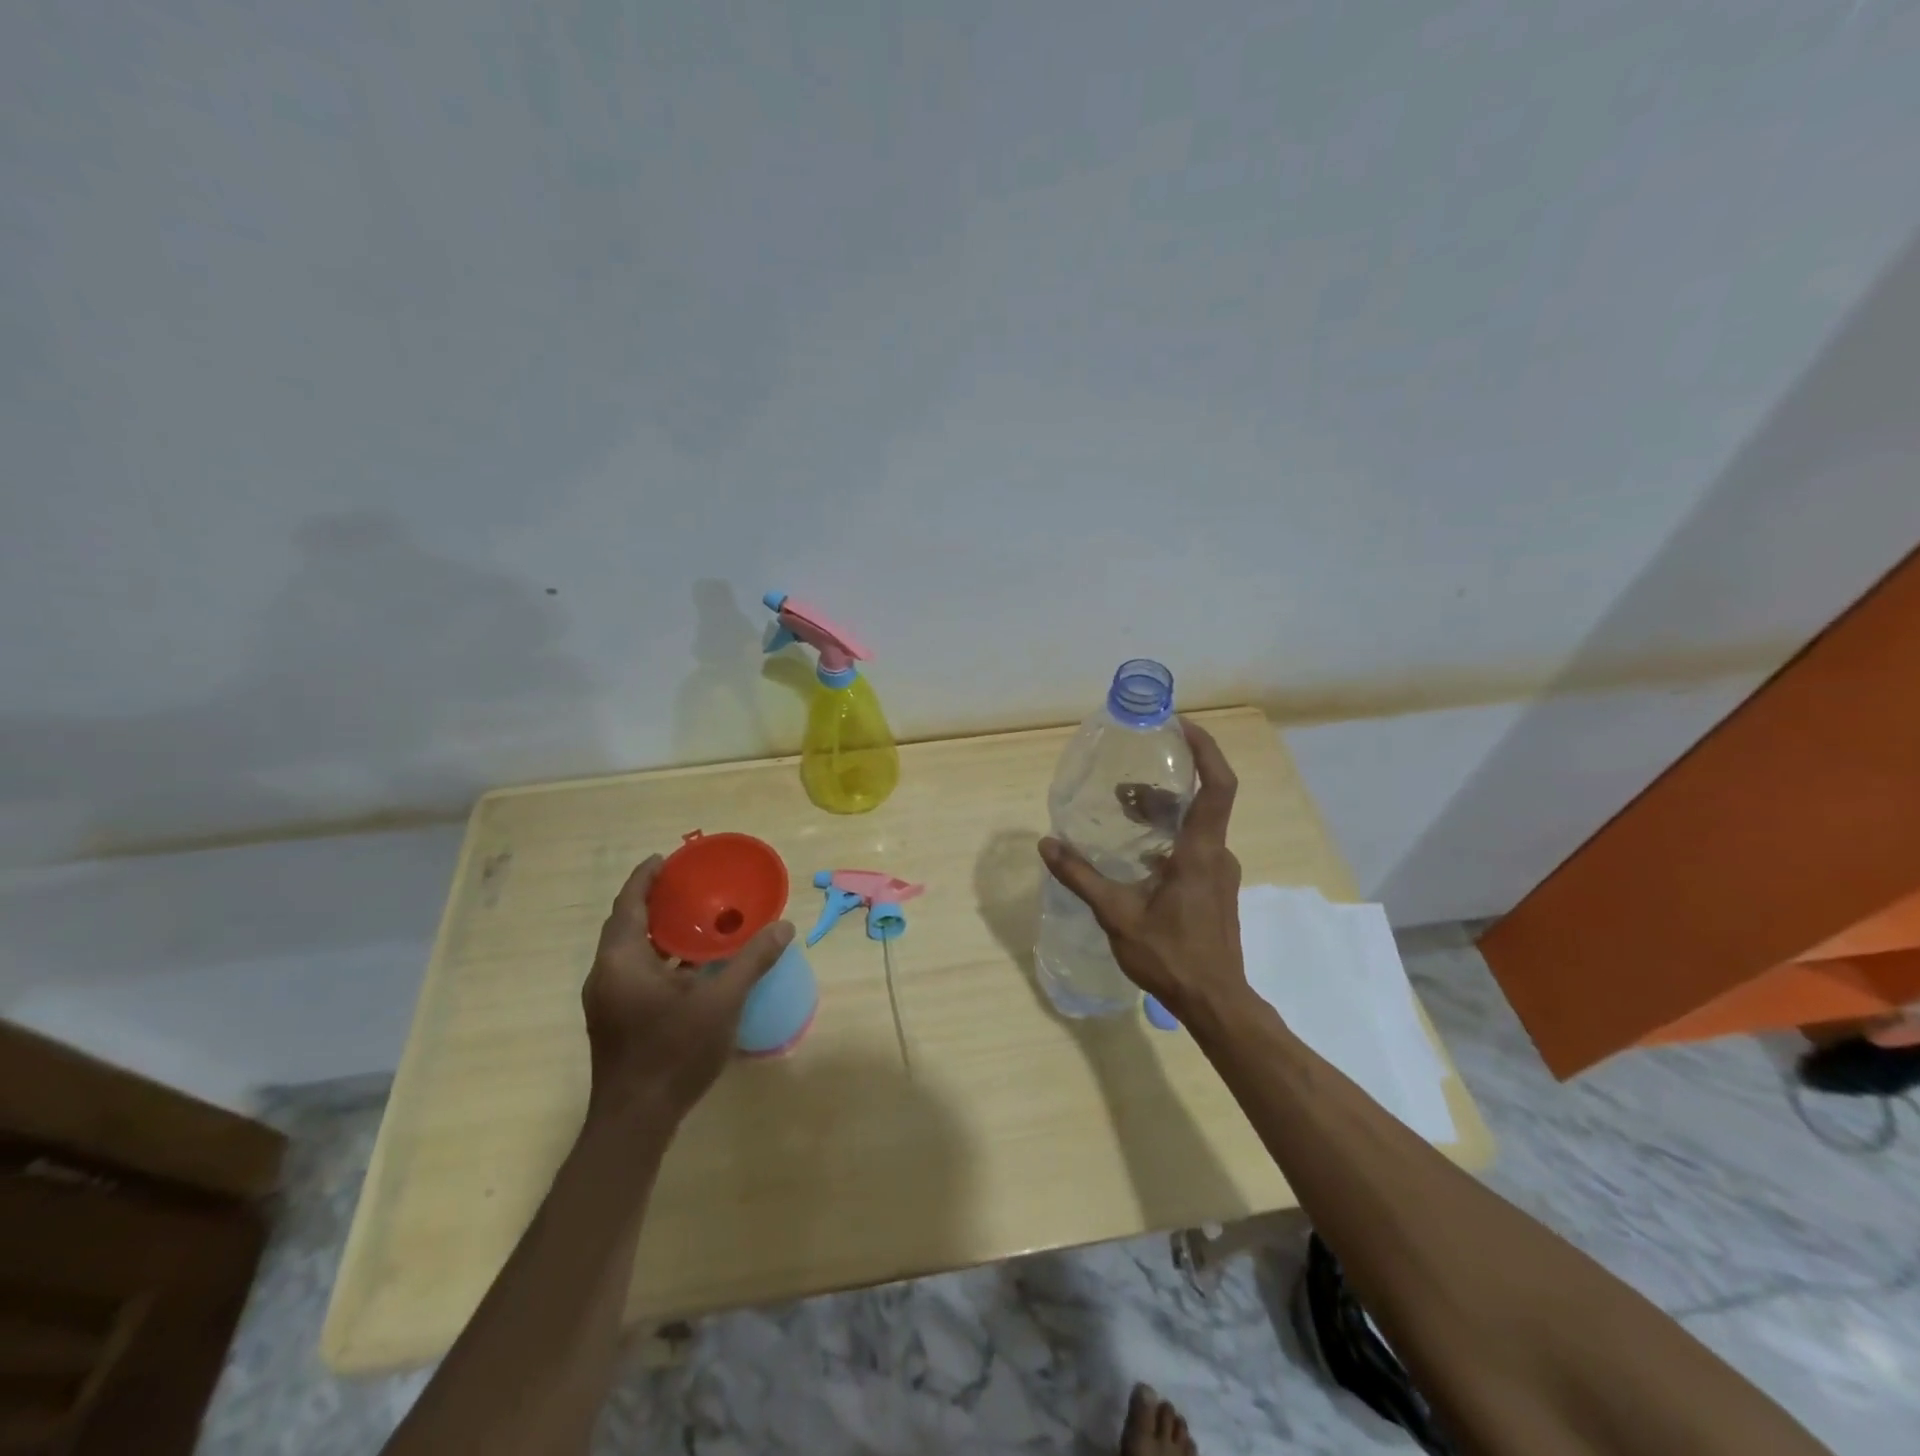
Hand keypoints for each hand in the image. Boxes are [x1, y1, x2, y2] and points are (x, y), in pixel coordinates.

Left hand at [581, 856, 794, 1125]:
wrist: (636, 1121)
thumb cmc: (673, 1052)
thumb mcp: (721, 1002)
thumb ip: (752, 961)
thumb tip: (784, 927)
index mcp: (621, 961)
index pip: (628, 905)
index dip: (645, 878)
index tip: (667, 858)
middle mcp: (606, 975)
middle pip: (627, 925)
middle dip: (655, 902)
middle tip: (689, 885)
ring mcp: (608, 1000)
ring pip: (631, 951)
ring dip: (659, 932)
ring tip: (695, 918)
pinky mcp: (616, 1020)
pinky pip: (636, 972)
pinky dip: (660, 958)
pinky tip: (692, 965)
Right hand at [1039, 718, 1245, 1022]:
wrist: (1215, 1002)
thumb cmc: (1170, 956)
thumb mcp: (1117, 915)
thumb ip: (1081, 877)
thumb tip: (1047, 844)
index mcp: (1200, 852)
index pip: (1217, 786)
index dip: (1206, 750)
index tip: (1183, 726)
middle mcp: (1216, 854)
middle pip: (1200, 802)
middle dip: (1166, 782)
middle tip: (1127, 778)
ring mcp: (1219, 873)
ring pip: (1195, 826)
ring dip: (1163, 812)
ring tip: (1123, 810)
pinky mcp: (1214, 889)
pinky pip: (1194, 847)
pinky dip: (1168, 836)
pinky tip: (1136, 854)